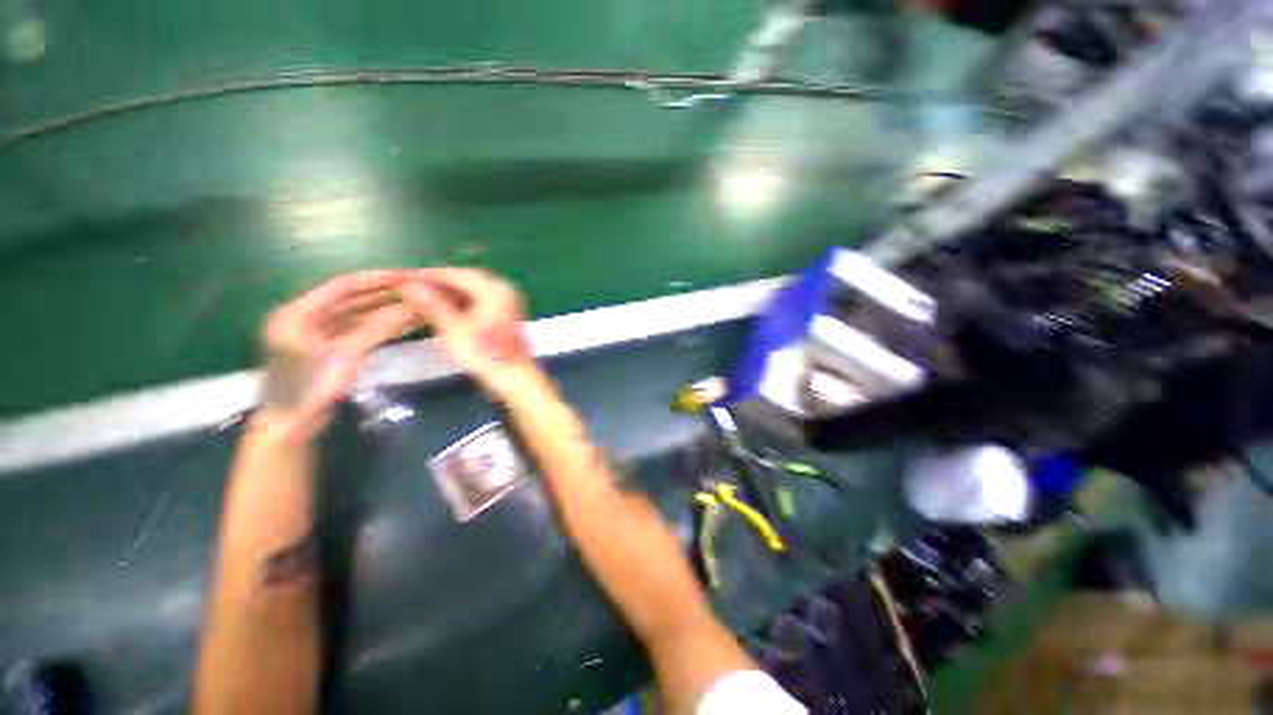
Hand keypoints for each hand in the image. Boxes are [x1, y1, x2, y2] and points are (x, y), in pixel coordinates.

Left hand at [260, 271, 414, 438]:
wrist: (293, 425)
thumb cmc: (310, 387)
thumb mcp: (345, 354)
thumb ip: (377, 328)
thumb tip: (412, 308)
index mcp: (298, 313)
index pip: (341, 286)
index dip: (374, 280)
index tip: (405, 276)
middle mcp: (307, 318)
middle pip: (351, 300)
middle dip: (384, 296)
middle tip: (416, 292)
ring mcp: (318, 335)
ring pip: (358, 316)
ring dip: (386, 312)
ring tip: (416, 307)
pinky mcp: (330, 350)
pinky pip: (360, 331)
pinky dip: (381, 327)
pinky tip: (403, 324)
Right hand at [398, 268, 533, 394]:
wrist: (515, 378)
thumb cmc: (485, 354)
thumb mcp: (454, 329)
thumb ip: (432, 305)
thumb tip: (410, 286)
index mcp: (496, 289)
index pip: (458, 274)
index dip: (429, 275)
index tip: (405, 276)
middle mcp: (505, 290)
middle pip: (466, 280)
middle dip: (438, 283)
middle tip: (411, 286)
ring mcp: (508, 302)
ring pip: (472, 291)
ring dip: (449, 293)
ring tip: (421, 298)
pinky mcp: (506, 314)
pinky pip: (480, 301)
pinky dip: (461, 303)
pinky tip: (442, 309)